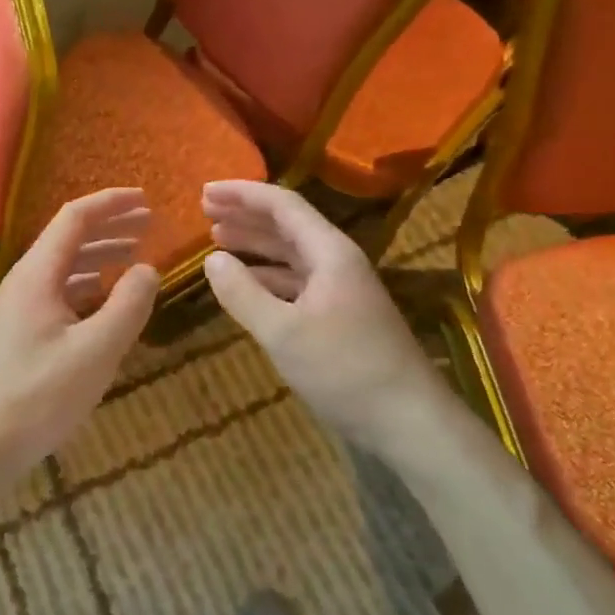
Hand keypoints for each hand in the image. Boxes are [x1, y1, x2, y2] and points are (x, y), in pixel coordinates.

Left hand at [0, 188, 159, 504]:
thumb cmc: (39, 396)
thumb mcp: (95, 352)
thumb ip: (127, 306)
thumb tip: (148, 268)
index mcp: (37, 274)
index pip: (75, 218)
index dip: (111, 204)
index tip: (146, 200)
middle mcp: (25, 281)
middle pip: (69, 238)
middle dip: (110, 227)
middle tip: (149, 224)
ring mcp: (20, 308)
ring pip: (64, 266)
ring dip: (100, 256)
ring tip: (135, 256)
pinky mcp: (21, 332)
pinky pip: (59, 292)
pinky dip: (88, 285)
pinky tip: (106, 299)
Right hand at [201, 180, 448, 449]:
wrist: (409, 422)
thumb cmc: (344, 370)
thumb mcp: (283, 333)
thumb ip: (243, 293)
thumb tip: (211, 259)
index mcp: (329, 252)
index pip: (282, 205)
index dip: (242, 194)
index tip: (205, 192)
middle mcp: (336, 261)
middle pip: (287, 224)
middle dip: (245, 214)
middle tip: (205, 210)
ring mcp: (340, 289)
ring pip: (291, 253)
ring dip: (255, 243)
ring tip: (217, 238)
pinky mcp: (339, 315)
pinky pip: (296, 281)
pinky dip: (267, 275)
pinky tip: (246, 281)